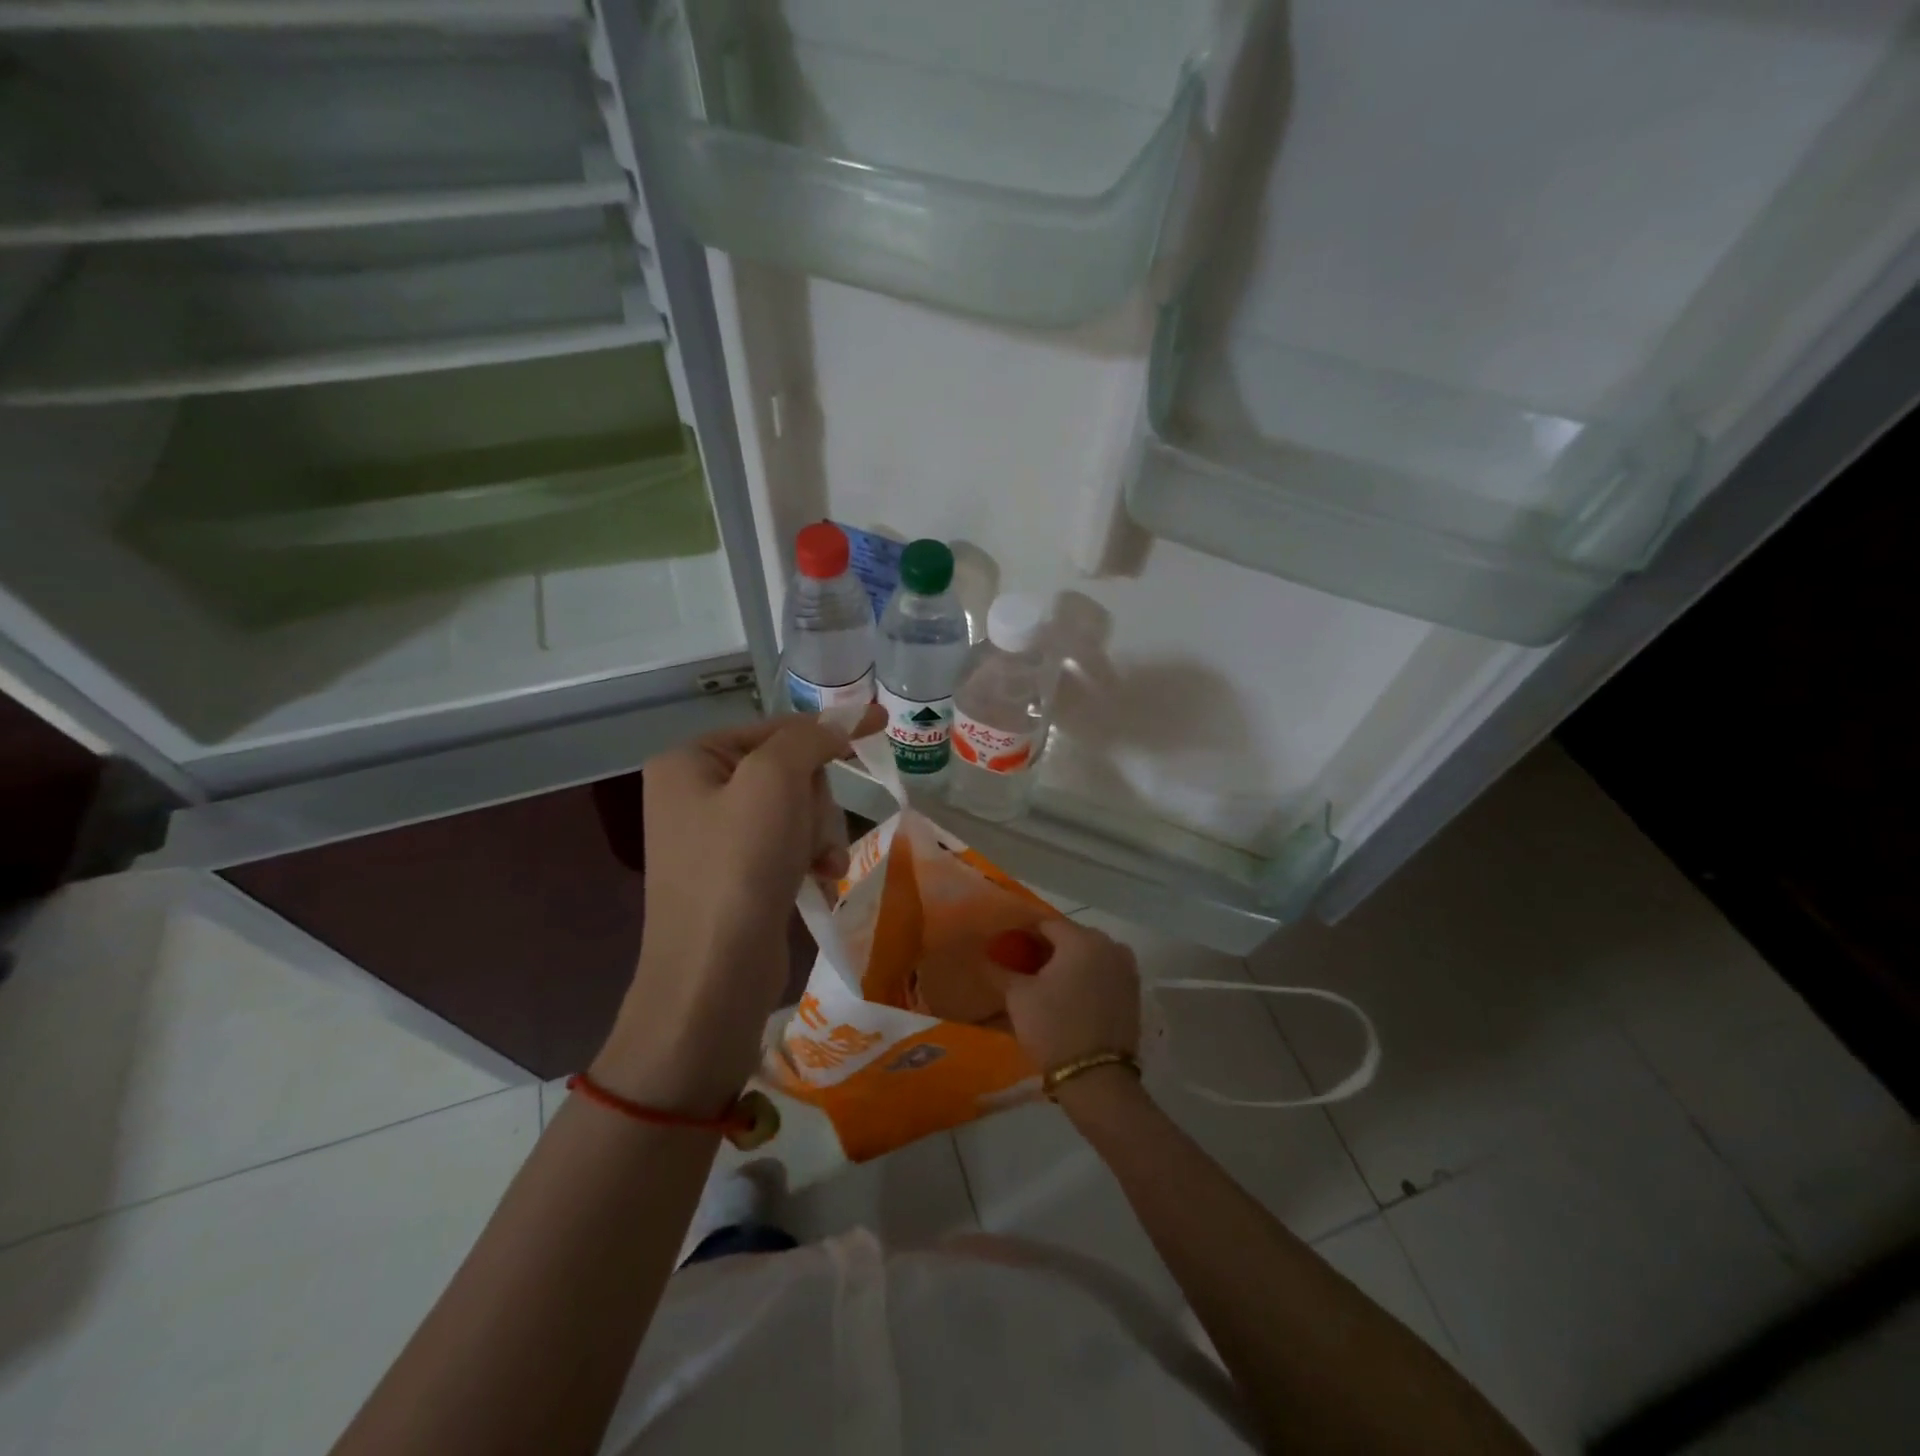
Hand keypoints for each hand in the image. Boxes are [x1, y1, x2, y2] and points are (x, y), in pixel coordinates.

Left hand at [595, 707, 881, 1111]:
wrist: (713, 976)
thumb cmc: (739, 866)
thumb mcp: (775, 781)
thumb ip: (808, 738)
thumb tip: (838, 723)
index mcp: (690, 760)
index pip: (774, 728)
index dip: (827, 728)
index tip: (879, 724)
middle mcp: (696, 792)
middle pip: (788, 771)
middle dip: (816, 802)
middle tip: (815, 833)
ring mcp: (715, 837)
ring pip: (796, 810)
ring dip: (820, 833)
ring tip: (823, 866)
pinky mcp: (736, 874)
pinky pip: (788, 844)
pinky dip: (811, 858)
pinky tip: (822, 879)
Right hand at [993, 918, 1140, 1072]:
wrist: (1097, 1079)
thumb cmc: (1053, 1028)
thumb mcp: (1018, 997)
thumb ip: (1000, 970)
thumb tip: (985, 955)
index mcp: (1082, 938)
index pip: (1045, 924)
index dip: (1022, 933)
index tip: (1006, 947)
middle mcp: (1109, 944)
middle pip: (1069, 937)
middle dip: (1046, 948)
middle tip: (1022, 966)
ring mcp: (1126, 967)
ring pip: (1088, 955)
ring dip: (1067, 963)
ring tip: (1044, 983)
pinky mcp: (1133, 991)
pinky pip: (1103, 972)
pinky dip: (1085, 976)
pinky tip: (1068, 995)